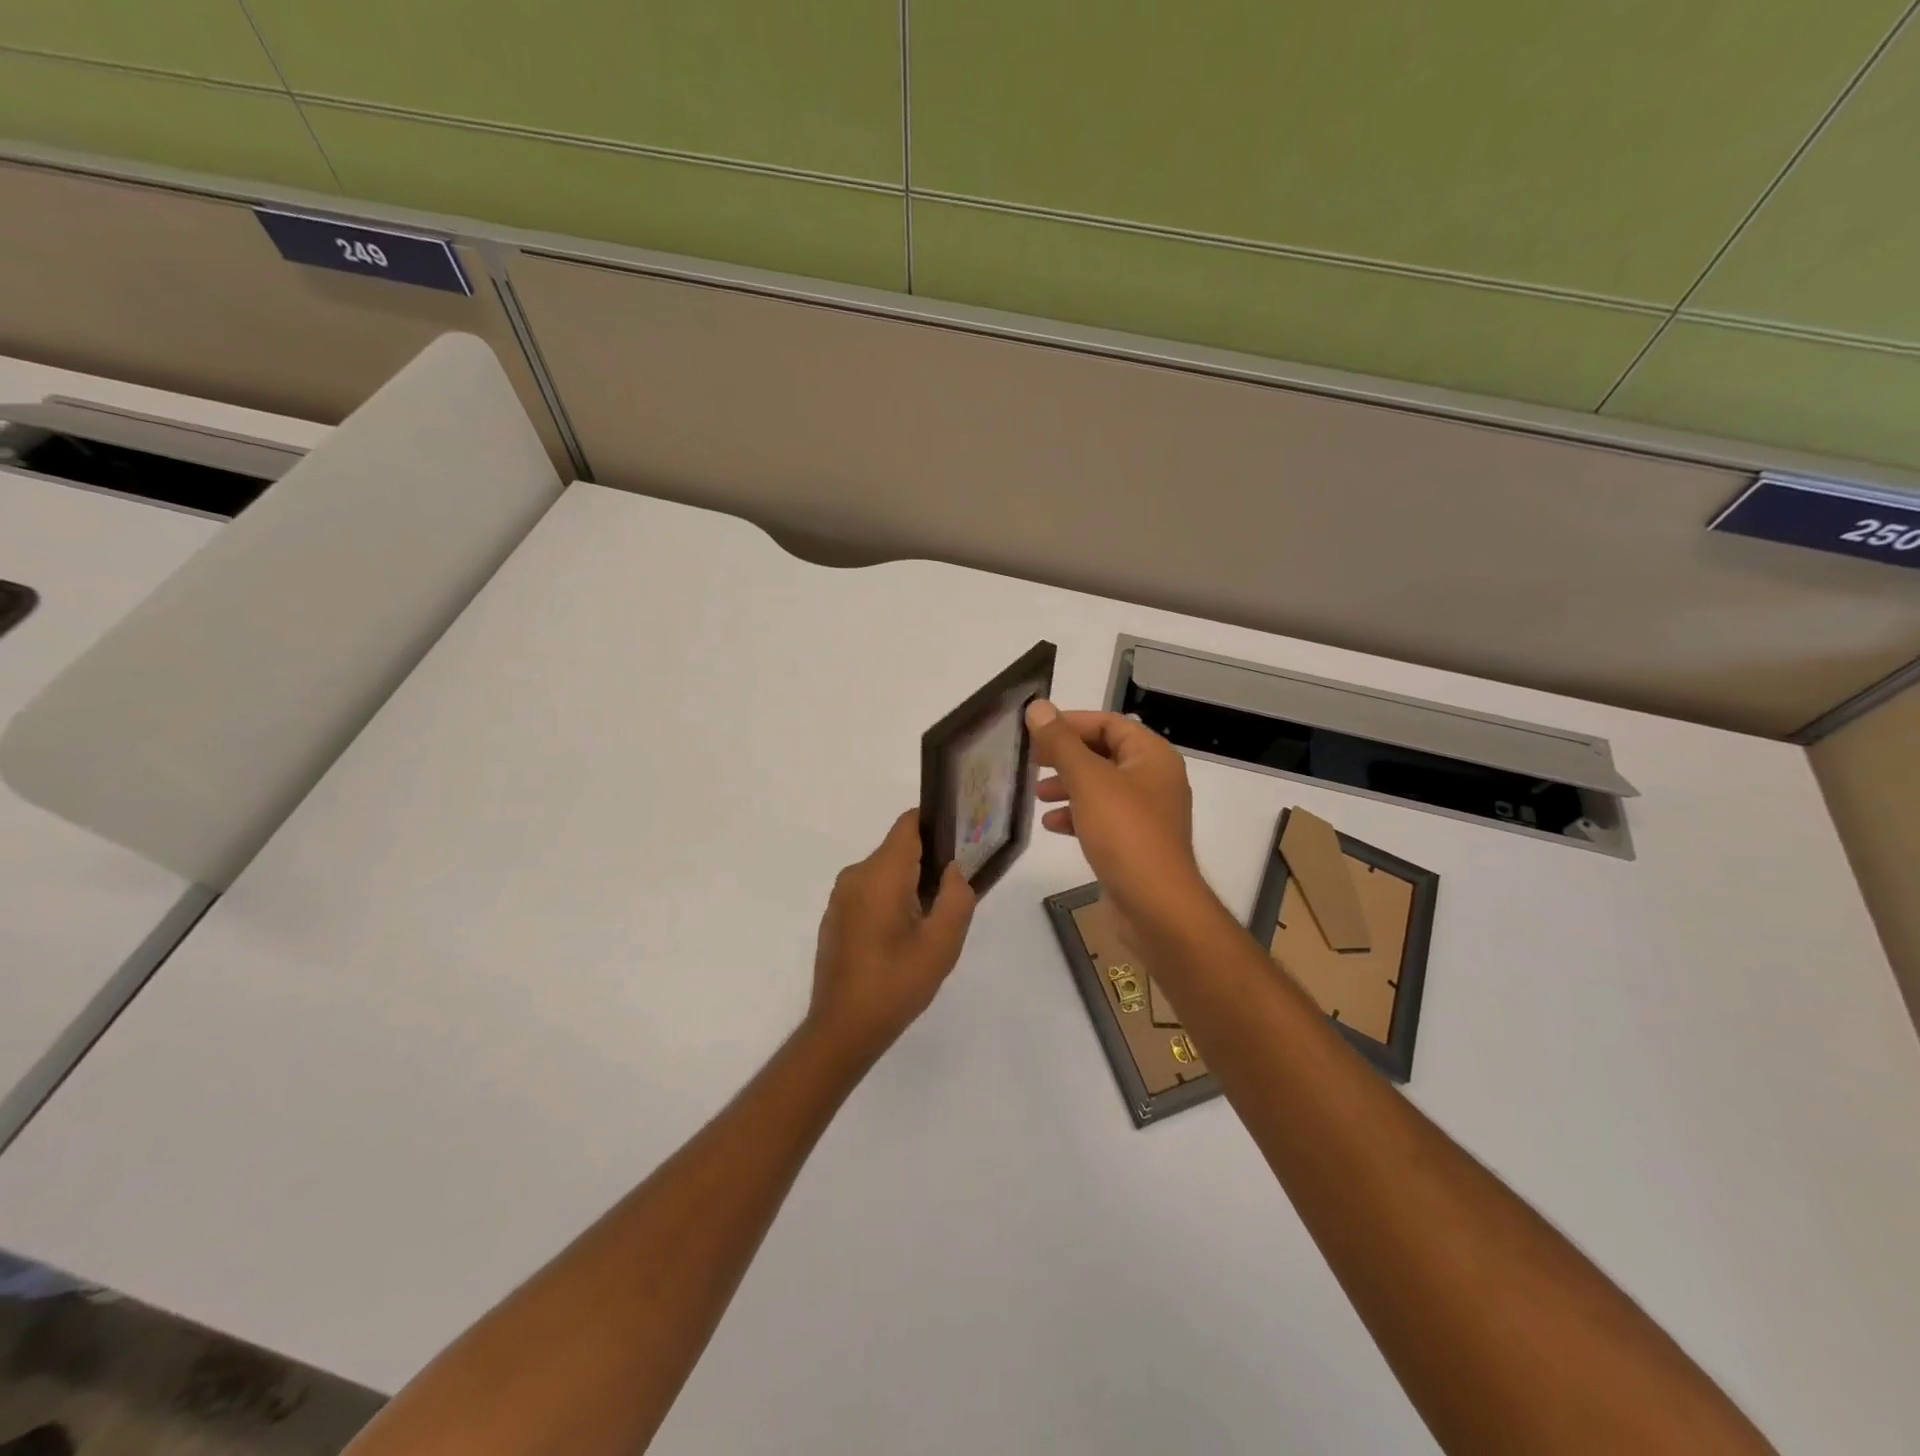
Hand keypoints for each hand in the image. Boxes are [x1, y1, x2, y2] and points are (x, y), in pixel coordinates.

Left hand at [807, 810, 976, 1066]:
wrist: (843, 1028)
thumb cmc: (896, 983)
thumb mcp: (942, 944)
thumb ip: (956, 897)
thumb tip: (952, 870)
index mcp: (881, 873)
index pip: (908, 824)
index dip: (936, 824)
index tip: (960, 840)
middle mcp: (856, 875)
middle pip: (898, 849)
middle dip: (928, 863)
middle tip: (953, 894)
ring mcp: (841, 897)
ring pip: (884, 873)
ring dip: (909, 886)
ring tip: (931, 921)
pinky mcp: (835, 917)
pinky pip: (869, 892)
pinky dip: (890, 901)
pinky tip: (903, 937)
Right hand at [1027, 701, 1217, 935]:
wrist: (1156, 907)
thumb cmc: (1125, 834)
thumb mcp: (1088, 781)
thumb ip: (1061, 743)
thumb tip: (1038, 706)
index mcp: (1152, 757)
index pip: (1109, 723)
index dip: (1072, 723)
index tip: (1035, 731)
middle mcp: (1154, 780)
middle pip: (1104, 754)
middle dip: (1066, 756)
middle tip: (1031, 761)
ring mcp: (1146, 814)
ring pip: (1100, 787)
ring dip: (1068, 786)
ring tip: (1037, 795)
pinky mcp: (1134, 843)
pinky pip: (1102, 817)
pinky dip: (1077, 816)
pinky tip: (1052, 826)